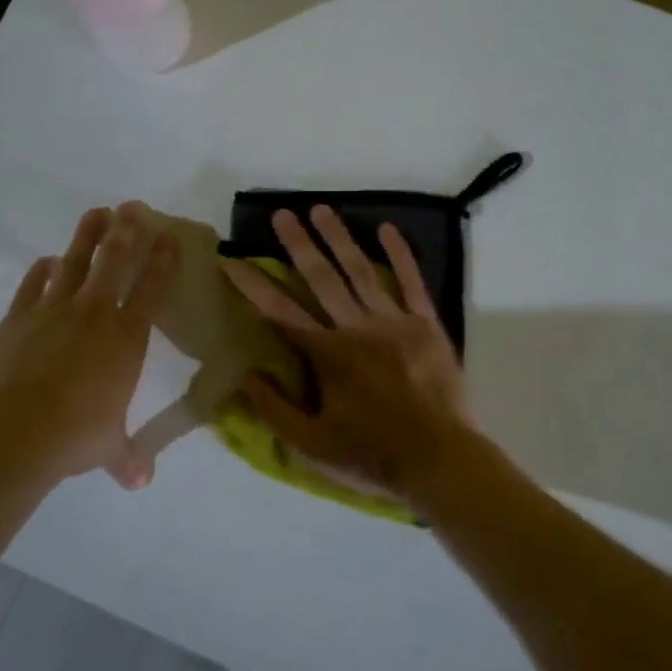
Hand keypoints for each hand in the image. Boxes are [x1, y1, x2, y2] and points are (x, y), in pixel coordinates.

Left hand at [0, 204, 175, 489]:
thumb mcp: (108, 447)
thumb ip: (126, 457)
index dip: (163, 260)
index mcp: (126, 337)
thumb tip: (140, 482)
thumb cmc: (76, 435)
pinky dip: (42, 272)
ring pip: (76, 263)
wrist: (16, 431)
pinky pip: (33, 286)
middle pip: (115, 262)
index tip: (170, 235)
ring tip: (97, 212)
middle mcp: (95, 314)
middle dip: (128, 231)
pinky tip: (47, 261)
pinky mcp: (18, 319)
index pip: (152, 288)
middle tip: (134, 206)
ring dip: (88, 236)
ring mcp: (53, 311)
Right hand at [223, 206, 474, 502]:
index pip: (279, 312)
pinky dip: (400, 254)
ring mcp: (394, 322)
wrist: (441, 460)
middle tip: (282, 214)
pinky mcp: (426, 325)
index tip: (230, 260)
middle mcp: (356, 328)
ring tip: (321, 210)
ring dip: (339, 238)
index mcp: (327, 355)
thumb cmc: (372, 456)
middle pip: (320, 278)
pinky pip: (412, 282)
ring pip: (361, 271)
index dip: (252, 285)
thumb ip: (274, 409)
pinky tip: (387, 228)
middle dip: (298, 245)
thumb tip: (244, 374)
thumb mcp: (311, 446)